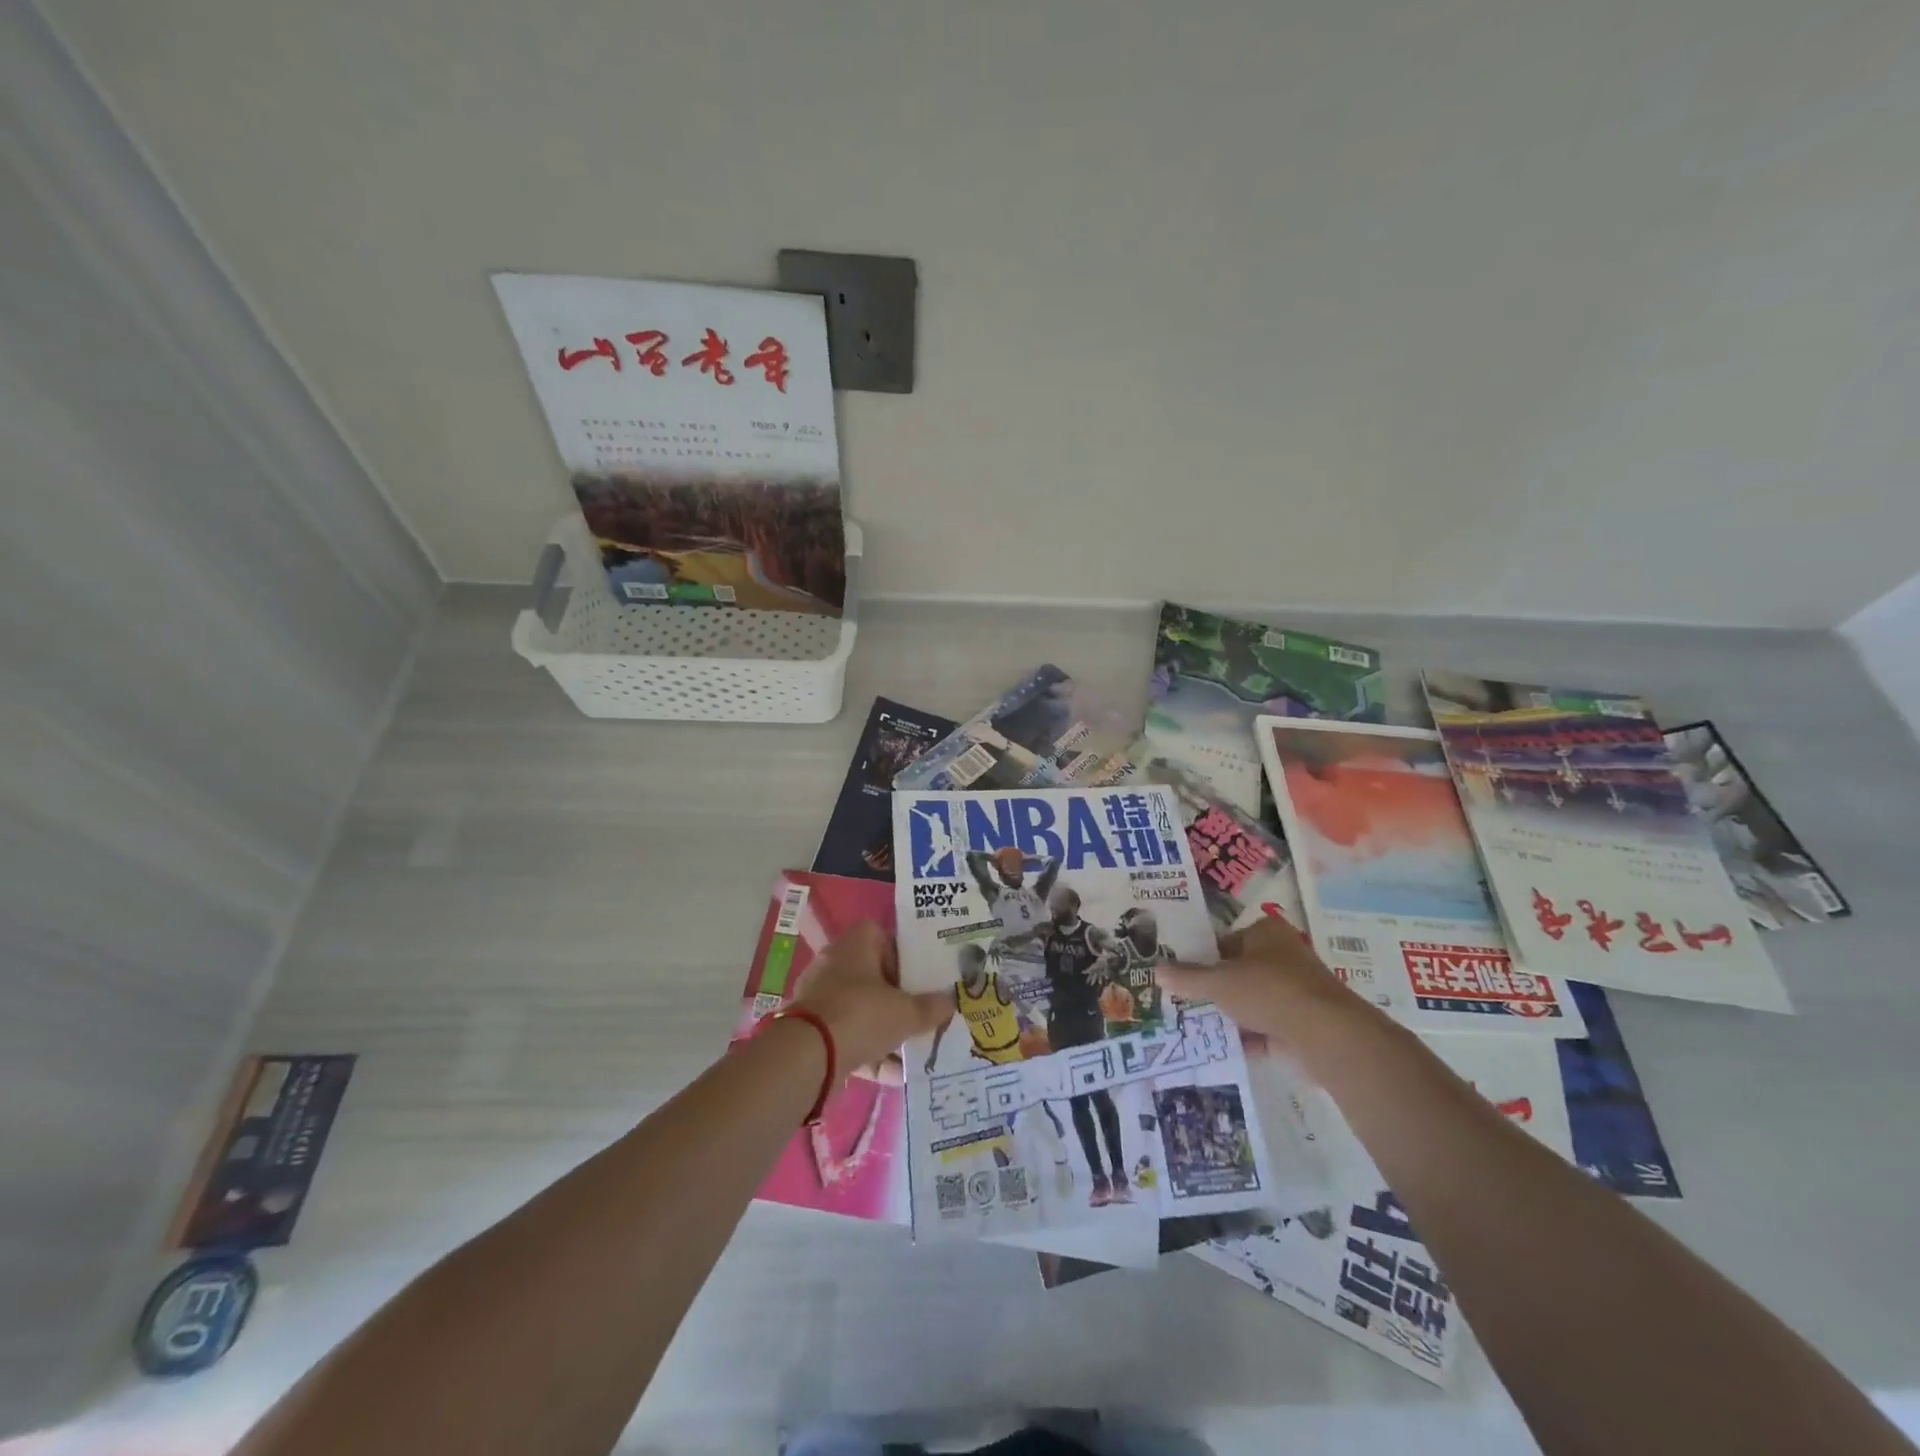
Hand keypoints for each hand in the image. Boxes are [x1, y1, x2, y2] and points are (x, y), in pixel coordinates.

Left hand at [789, 921, 952, 1077]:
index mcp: (855, 945)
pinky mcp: (812, 1031)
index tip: (919, 976)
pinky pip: (848, 1037)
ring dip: (885, 1029)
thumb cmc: (861, 1015)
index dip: (901, 953)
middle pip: (872, 975)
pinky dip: (869, 1054)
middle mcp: (834, 965)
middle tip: (921, 1013)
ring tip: (912, 1049)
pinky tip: (894, 1075)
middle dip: (897, 997)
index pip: (880, 935)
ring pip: (861, 1009)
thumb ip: (931, 1008)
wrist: (807, 1056)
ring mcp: (820, 998)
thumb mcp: (906, 1013)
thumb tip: (951, 1002)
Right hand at [1156, 915, 1361, 1053]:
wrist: (1325, 1034)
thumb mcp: (1219, 982)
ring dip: (1232, 1014)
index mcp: (1266, 932)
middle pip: (1239, 971)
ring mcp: (1297, 989)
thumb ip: (1188, 978)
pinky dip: (1249, 1037)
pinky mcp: (1305, 1022)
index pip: (1225, 941)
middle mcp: (1284, 954)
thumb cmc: (1268, 990)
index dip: (1202, 958)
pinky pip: (1268, 1026)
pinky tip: (1224, 1048)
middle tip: (1185, 1002)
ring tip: (1198, 1027)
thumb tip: (1156, 971)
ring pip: (1253, 1000)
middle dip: (1216, 989)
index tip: (1181, 977)